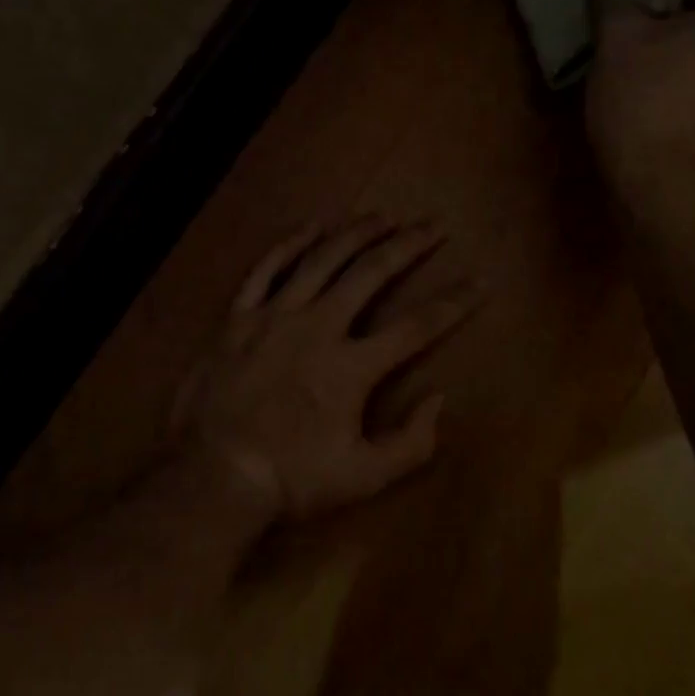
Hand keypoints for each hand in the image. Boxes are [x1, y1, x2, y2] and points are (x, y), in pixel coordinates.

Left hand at [170, 217, 476, 519]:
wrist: (213, 474)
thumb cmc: (291, 479)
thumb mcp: (364, 478)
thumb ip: (411, 443)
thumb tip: (438, 400)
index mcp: (351, 367)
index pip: (417, 326)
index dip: (454, 303)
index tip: (481, 282)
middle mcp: (318, 327)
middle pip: (370, 273)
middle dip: (408, 246)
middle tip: (432, 226)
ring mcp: (274, 316)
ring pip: (322, 260)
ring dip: (355, 233)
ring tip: (382, 216)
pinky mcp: (238, 317)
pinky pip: (266, 268)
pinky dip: (291, 243)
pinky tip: (313, 226)